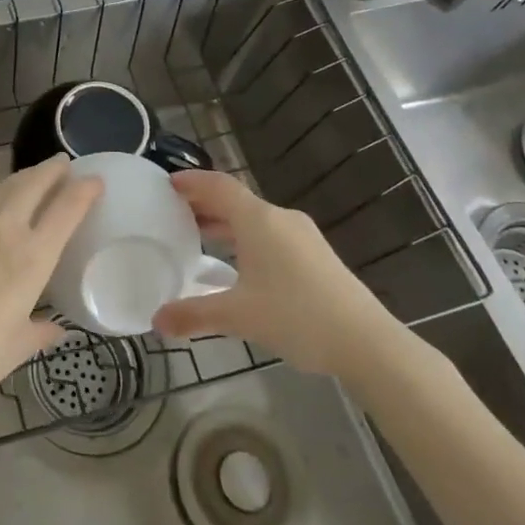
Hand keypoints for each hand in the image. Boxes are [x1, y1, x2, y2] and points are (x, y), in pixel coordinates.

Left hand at [0, 156, 100, 416]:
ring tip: (36, 176)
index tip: (95, 180)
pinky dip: (0, 202)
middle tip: (64, 163)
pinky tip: (1, 216)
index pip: (65, 210)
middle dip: (51, 169)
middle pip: (32, 184)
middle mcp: (5, 233)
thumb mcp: (18, 346)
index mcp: (32, 258)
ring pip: (4, 190)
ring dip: (25, 177)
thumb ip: (40, 332)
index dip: (83, 190)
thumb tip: (56, 328)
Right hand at [152, 169, 402, 383]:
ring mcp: (302, 236)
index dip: (192, 181)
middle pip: (235, 200)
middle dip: (204, 203)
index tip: (167, 184)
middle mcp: (280, 218)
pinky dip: (246, 237)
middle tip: (174, 212)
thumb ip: (195, 314)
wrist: (367, 343)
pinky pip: (270, 233)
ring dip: (226, 222)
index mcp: (259, 220)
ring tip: (199, 236)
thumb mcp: (238, 316)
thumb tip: (156, 320)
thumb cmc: (297, 317)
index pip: (218, 186)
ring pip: (254, 218)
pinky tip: (238, 263)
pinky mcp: (316, 255)